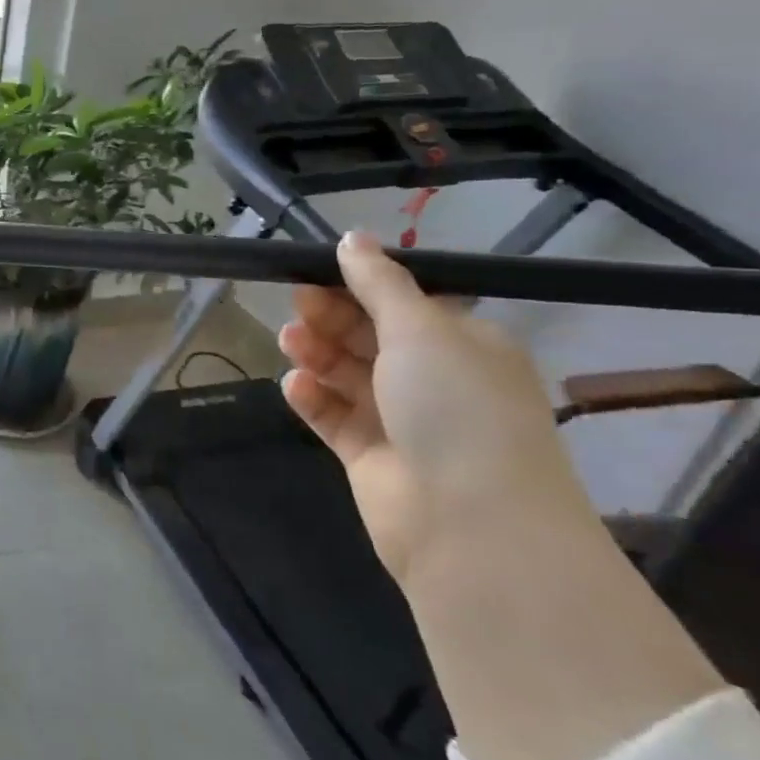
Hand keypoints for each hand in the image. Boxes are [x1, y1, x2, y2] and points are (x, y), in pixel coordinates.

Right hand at [278, 231, 598, 585]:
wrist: (468, 521)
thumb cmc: (455, 408)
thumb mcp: (421, 329)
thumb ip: (379, 283)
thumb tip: (353, 237)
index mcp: (462, 346)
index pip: (403, 304)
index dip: (359, 286)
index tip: (316, 272)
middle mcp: (434, 380)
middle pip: (369, 337)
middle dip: (332, 318)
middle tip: (297, 306)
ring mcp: (400, 420)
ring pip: (345, 374)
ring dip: (316, 354)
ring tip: (291, 344)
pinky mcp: (368, 454)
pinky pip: (332, 415)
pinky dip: (312, 398)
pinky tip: (296, 387)